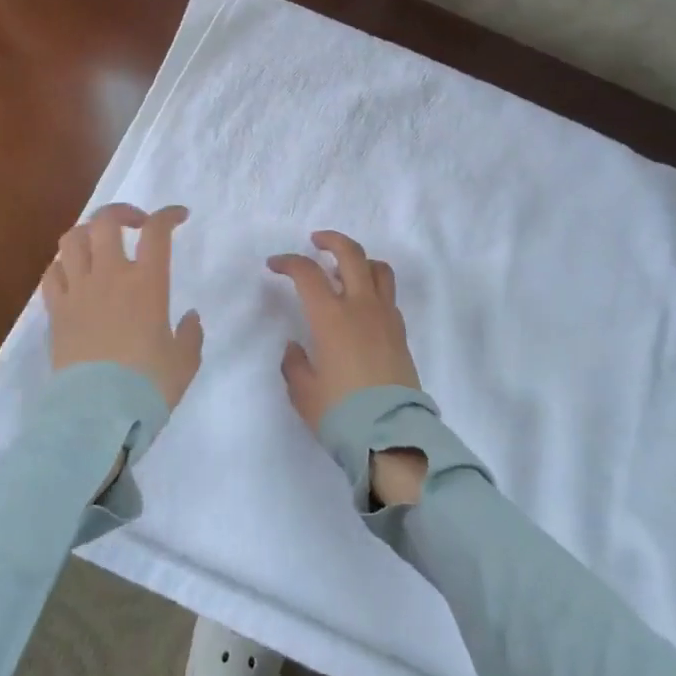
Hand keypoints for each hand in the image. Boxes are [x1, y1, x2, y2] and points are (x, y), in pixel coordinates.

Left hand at [44, 203, 202, 411]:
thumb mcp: (184, 362)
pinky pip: (52, 274)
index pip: (157, 231)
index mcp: (147, 283)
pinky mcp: (56, 313)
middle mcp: (110, 276)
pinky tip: (75, 275)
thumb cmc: (148, 387)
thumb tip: (189, 318)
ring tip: (101, 244)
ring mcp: (78, 292)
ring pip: (72, 239)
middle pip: (106, 221)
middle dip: (122, 212)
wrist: (97, 417)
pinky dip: (63, 265)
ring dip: (88, 233)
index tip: (179, 217)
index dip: (168, 215)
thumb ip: (190, 334)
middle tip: (136, 223)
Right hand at [269, 231, 428, 505]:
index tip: (274, 265)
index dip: (288, 262)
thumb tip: (295, 346)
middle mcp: (361, 306)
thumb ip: (294, 363)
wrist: (390, 435)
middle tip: (316, 241)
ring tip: (344, 270)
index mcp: (331, 317)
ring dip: (360, 260)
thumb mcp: (303, 392)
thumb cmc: (340, 413)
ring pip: (378, 269)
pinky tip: (362, 306)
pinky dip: (373, 288)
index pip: (307, 273)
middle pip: (351, 254)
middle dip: (331, 240)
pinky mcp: (401, 332)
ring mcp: (385, 316)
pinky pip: (388, 295)